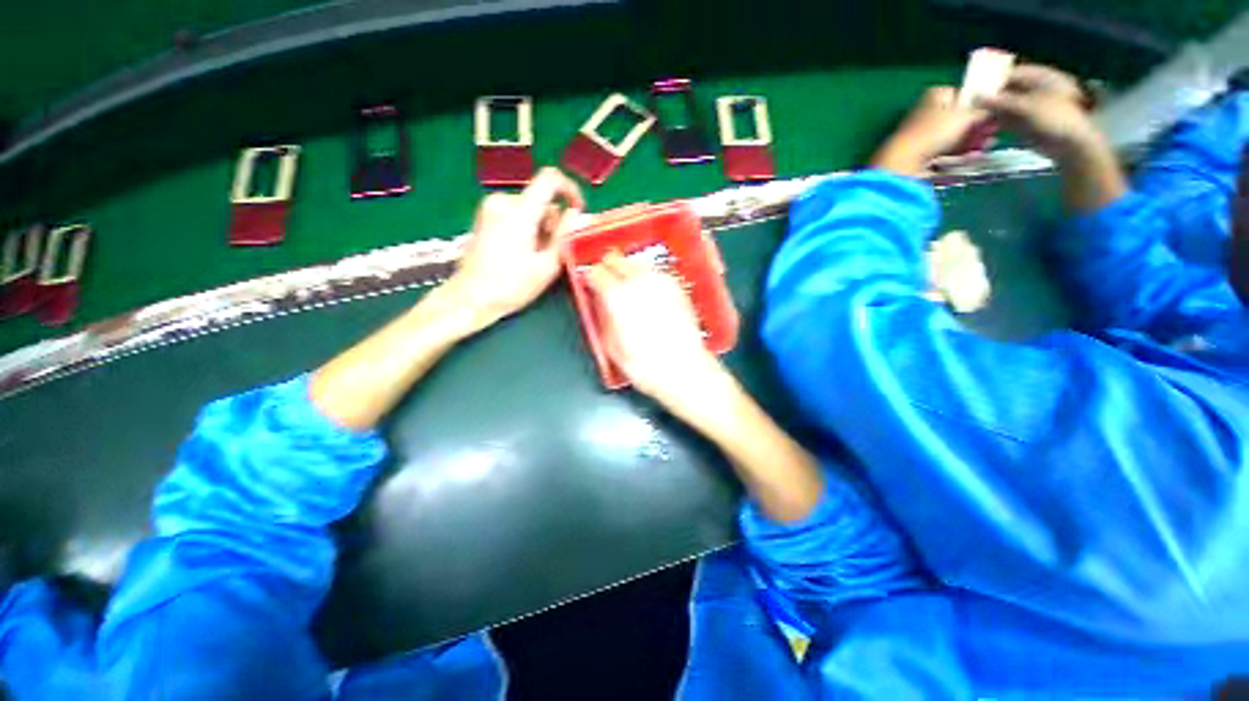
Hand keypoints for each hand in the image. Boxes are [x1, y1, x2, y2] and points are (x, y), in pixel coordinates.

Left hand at [445, 168, 584, 329]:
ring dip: (540, 227)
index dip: (570, 189)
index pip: (549, 178)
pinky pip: (516, 213)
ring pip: (529, 208)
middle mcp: (503, 201)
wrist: (470, 297)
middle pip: (540, 199)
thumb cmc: (511, 285)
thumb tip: (574, 213)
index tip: (578, 210)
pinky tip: (521, 252)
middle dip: (553, 221)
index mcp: (520, 211)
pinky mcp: (484, 216)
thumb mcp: (547, 265)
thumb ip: (564, 235)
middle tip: (552, 251)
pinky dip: (526, 227)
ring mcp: (490, 207)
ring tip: (535, 256)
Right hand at [586, 252, 733, 418]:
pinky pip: (656, 273)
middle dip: (609, 268)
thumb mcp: (611, 346)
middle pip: (617, 260)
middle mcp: (639, 281)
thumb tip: (600, 304)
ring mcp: (661, 282)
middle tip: (606, 279)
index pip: (596, 272)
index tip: (590, 283)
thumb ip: (603, 318)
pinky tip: (647, 291)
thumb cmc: (644, 365)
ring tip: (627, 285)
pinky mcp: (677, 287)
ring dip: (628, 271)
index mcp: (617, 296)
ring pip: (637, 264)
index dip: (590, 278)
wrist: (684, 369)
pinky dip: (647, 277)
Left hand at [871, 87, 987, 176]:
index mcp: (935, 96)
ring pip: (952, 138)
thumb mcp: (967, 115)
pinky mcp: (919, 156)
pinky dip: (957, 156)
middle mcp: (926, 113)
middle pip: (958, 120)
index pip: (963, 95)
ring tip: (985, 148)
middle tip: (992, 135)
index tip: (993, 115)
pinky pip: (943, 154)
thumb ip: (984, 112)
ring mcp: (921, 136)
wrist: (903, 163)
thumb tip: (994, 111)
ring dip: (970, 143)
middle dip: (976, 128)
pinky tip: (971, 159)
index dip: (979, 105)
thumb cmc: (934, 131)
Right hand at [978, 64, 1101, 161]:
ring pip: (1007, 106)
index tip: (976, 91)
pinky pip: (1009, 119)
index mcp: (1042, 78)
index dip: (995, 81)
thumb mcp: (1025, 107)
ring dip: (993, 111)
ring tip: (976, 118)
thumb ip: (999, 102)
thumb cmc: (1053, 118)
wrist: (1069, 144)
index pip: (1013, 74)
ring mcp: (1032, 108)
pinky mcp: (1028, 123)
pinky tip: (986, 127)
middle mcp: (1037, 90)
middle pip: (1009, 90)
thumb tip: (975, 98)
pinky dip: (998, 122)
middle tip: (973, 107)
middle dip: (992, 98)